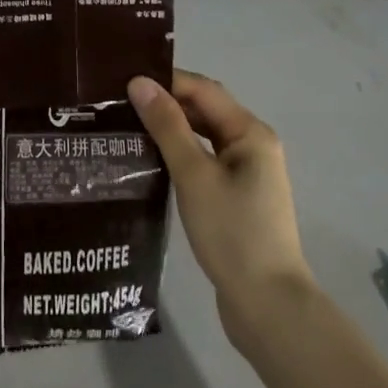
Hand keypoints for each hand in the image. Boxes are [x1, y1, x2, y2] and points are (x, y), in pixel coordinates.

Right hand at [128, 70, 315, 344]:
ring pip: (204, 138)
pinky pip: (205, 162)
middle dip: (166, 104)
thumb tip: (140, 83)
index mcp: (250, 132)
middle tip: (120, 104)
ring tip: (128, 128)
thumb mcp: (195, 175)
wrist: (268, 306)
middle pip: (205, 111)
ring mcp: (247, 174)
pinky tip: (151, 163)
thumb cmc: (232, 233)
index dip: (166, 81)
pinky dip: (180, 156)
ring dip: (171, 130)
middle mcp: (253, 145)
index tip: (124, 81)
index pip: (203, 90)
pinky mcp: (237, 199)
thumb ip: (168, 127)